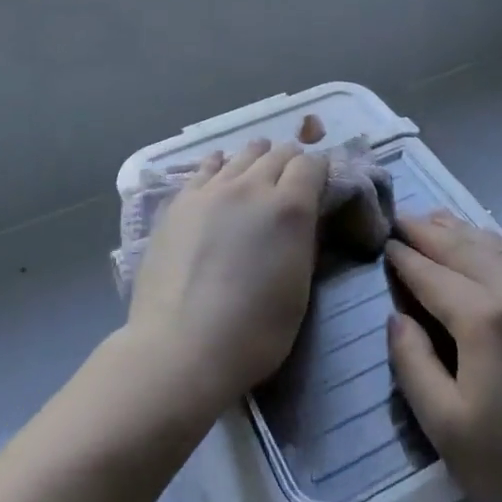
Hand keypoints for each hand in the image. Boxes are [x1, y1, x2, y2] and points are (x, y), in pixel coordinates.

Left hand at [124, 140, 328, 418]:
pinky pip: (207, 166)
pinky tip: (220, 168)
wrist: (181, 347)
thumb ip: (304, 243)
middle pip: (278, 154)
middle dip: (290, 163)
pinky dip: (221, 164)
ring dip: (257, 159)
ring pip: (243, 155)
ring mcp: (212, 189)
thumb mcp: (299, 291)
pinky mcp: (181, 200)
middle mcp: (252, 186)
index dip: (319, 171)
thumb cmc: (253, 333)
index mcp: (289, 208)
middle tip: (291, 181)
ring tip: (259, 169)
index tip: (320, 184)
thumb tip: (305, 220)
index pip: (311, 165)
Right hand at [385, 212, 501, 501]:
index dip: (404, 257)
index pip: (431, 273)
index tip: (386, 242)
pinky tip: (496, 252)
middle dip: (430, 232)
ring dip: (466, 233)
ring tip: (440, 221)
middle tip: (404, 218)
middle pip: (465, 249)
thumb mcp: (448, 431)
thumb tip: (397, 318)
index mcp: (485, 319)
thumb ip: (413, 365)